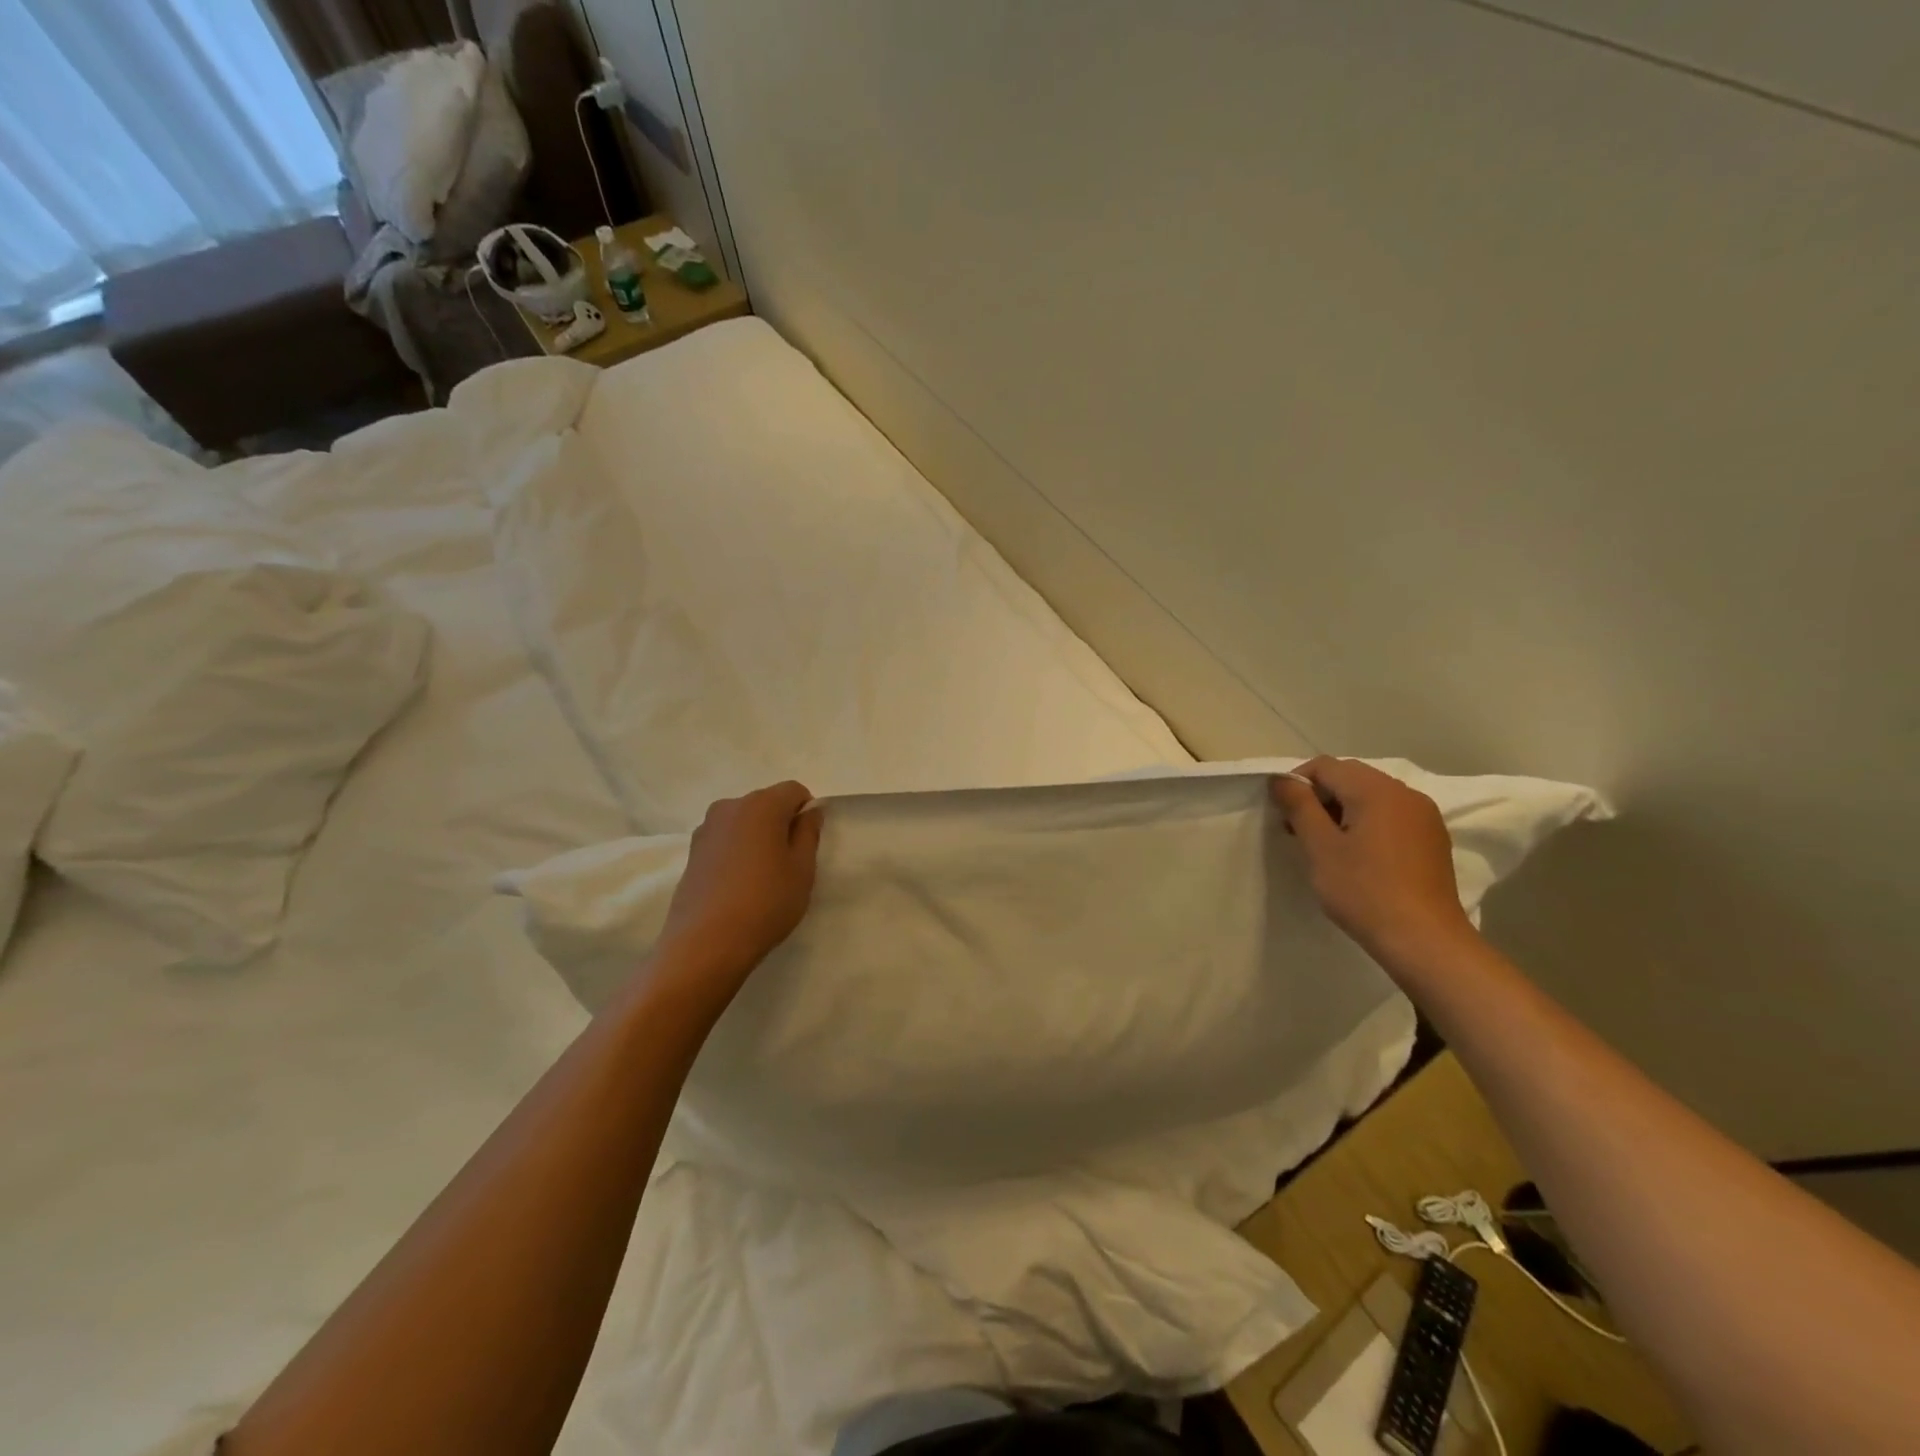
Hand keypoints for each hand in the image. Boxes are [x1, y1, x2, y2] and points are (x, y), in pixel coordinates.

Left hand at [655, 781, 823, 995]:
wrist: (705, 944)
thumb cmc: (765, 903)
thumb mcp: (802, 869)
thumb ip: (808, 833)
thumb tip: (809, 811)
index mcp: (761, 805)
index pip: (794, 790)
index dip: (806, 812)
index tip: (807, 844)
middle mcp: (730, 807)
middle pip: (766, 803)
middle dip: (781, 823)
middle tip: (788, 863)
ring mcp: (706, 829)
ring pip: (744, 822)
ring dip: (757, 838)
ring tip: (761, 877)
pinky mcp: (692, 852)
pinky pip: (725, 840)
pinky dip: (736, 852)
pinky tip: (738, 885)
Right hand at [1272, 757, 1476, 962]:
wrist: (1424, 940)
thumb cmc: (1364, 890)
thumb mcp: (1320, 847)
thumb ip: (1299, 806)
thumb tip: (1281, 780)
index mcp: (1376, 790)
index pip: (1325, 766)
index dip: (1296, 784)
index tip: (1284, 815)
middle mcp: (1405, 793)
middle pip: (1350, 777)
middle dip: (1320, 796)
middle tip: (1300, 831)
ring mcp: (1424, 816)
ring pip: (1371, 796)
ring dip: (1342, 810)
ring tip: (1327, 846)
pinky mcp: (1432, 838)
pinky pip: (1391, 815)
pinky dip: (1367, 823)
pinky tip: (1359, 856)